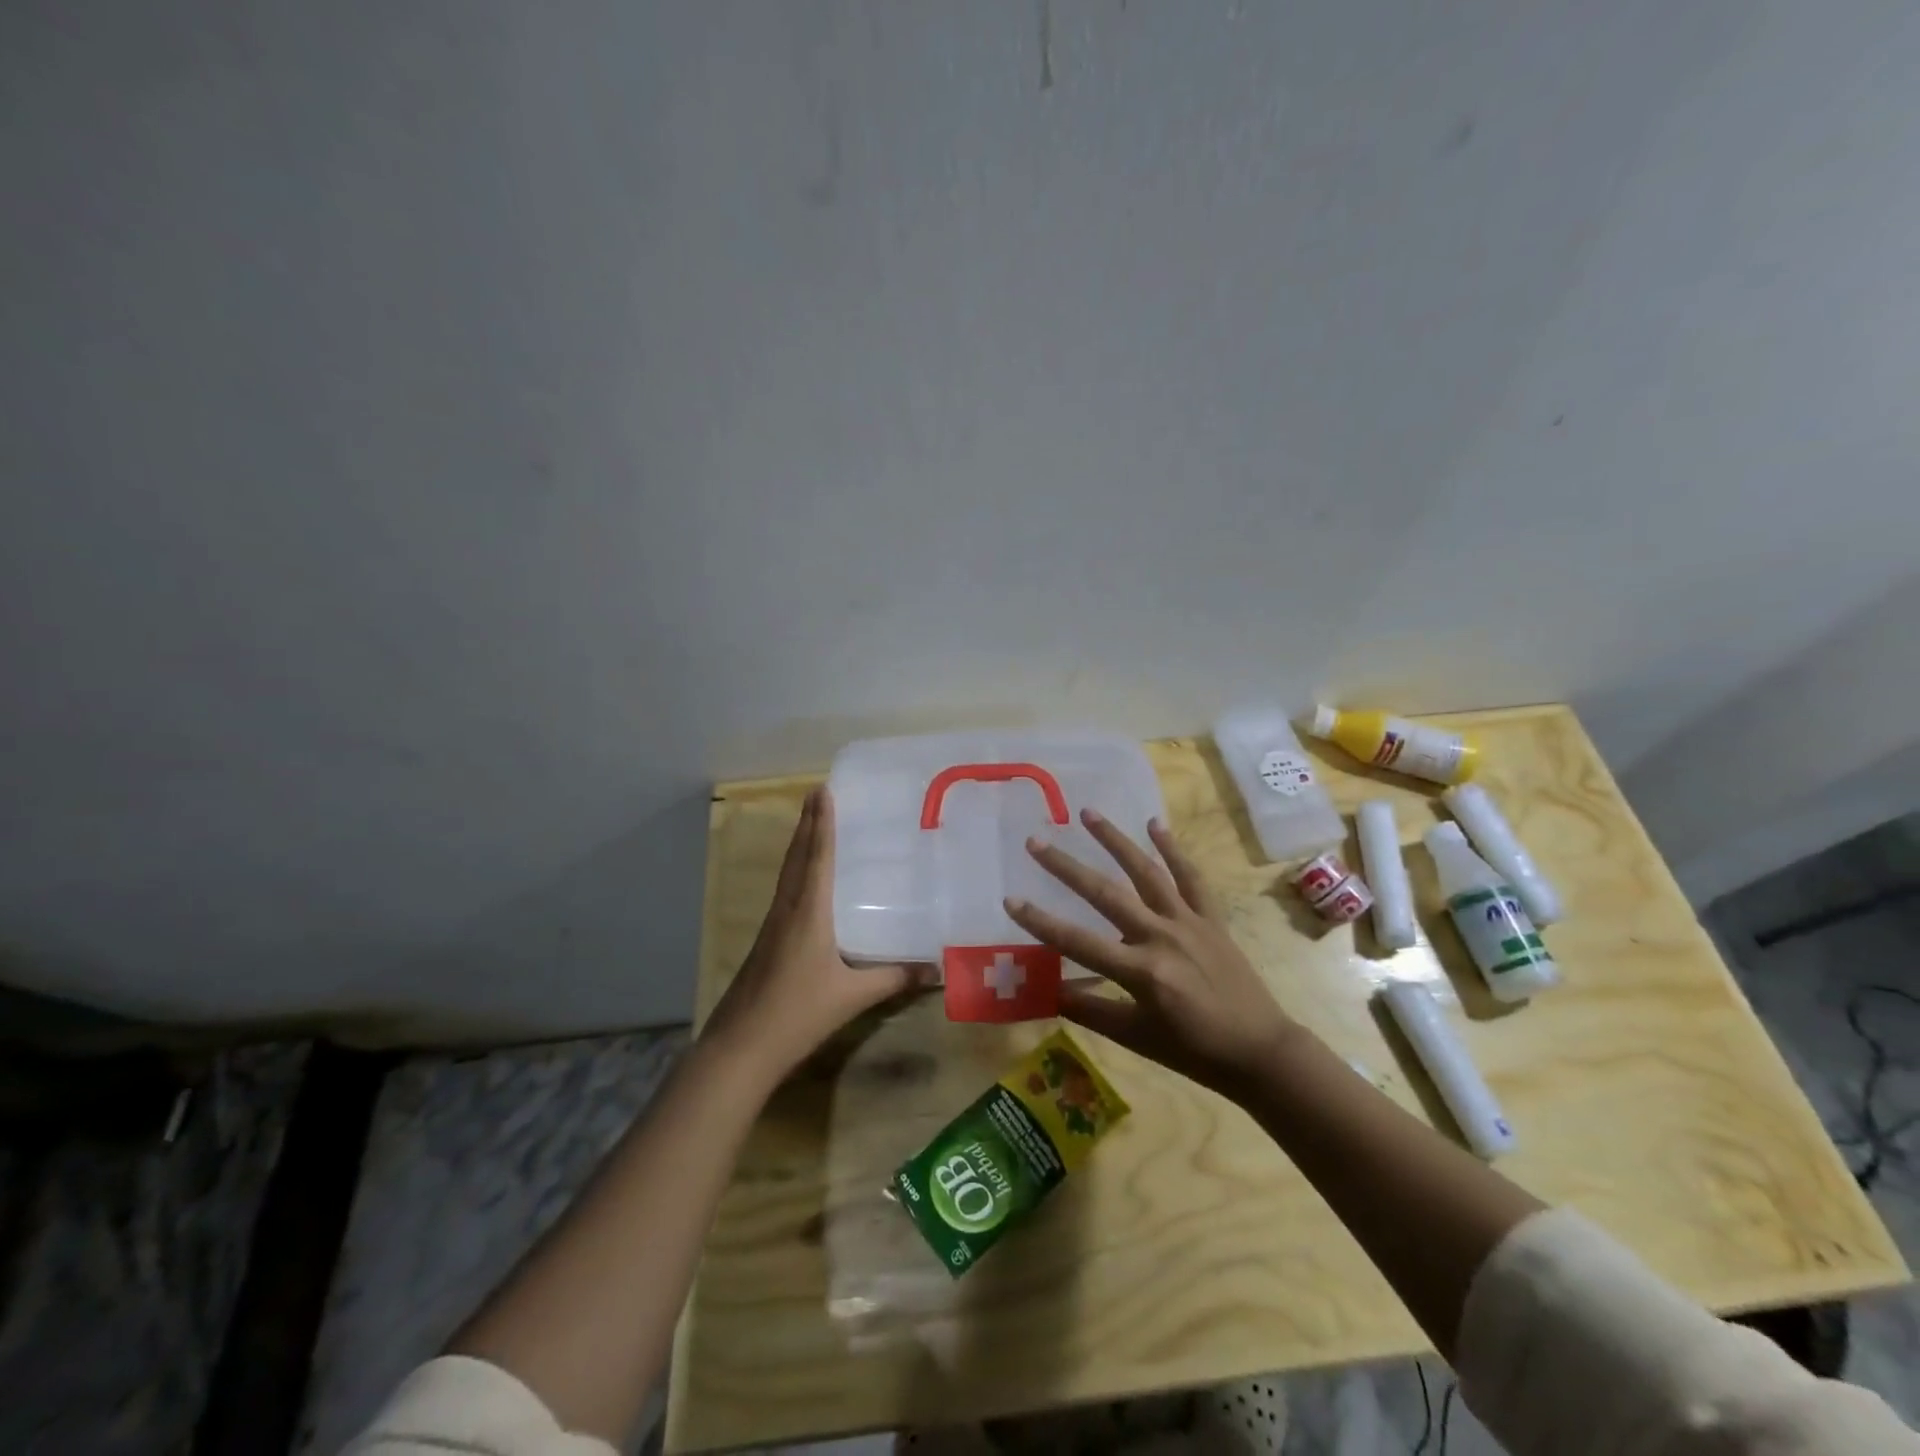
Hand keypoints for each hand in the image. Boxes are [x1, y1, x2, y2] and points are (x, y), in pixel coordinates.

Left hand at [702, 787, 931, 1084]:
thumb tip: (936, 969)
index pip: (817, 857)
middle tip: (817, 793)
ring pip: (787, 873)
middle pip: (797, 856)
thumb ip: (893, 979)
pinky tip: (804, 881)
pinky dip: (796, 871)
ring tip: (811, 823)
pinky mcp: (766, 942)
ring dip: (799, 844)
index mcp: (807, 913)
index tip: (823, 790)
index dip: (822, 822)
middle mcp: (787, 909)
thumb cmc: (798, 1014)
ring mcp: (772, 926)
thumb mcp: (852, 997)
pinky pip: (784, 892)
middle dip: (808, 823)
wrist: (740, 1047)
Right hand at [1005, 810, 1300, 1099]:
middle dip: (1066, 867)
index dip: (1041, 922)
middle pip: (1105, 894)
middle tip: (1036, 842)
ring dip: (1115, 840)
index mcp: (1141, 971)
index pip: (1078, 942)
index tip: (1010, 899)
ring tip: (1089, 813)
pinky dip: (1173, 850)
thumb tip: (1048, 990)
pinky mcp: (1210, 918)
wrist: (1260, 1051)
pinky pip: (1190, 878)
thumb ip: (1091, 1010)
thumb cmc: (1194, 1051)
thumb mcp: (1136, 1038)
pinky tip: (1155, 825)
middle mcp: (1161, 936)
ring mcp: (1188, 922)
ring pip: (1146, 872)